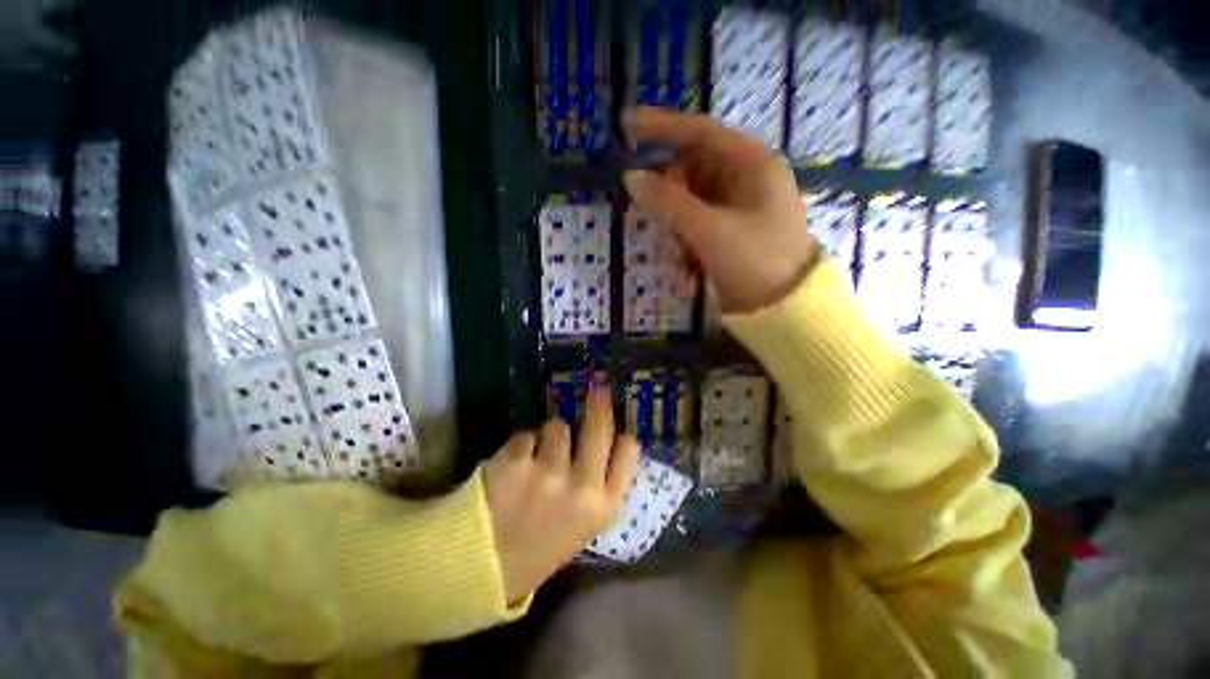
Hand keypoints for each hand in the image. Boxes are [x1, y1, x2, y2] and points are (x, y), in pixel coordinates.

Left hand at [483, 388, 639, 602]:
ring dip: (549, 435)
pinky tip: (513, 467)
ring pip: (558, 426)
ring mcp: (547, 473)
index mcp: (603, 506)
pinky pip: (526, 435)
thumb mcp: (584, 525)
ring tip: (537, 457)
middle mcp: (581, 487)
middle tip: (599, 388)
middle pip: (599, 427)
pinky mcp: (514, 462)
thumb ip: (601, 486)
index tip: (616, 429)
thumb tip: (611, 443)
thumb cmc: (540, 545)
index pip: (629, 451)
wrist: (481, 569)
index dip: (622, 437)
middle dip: (599, 403)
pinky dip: (521, 445)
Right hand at [622, 107, 817, 312]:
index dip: (662, 127)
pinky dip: (688, 242)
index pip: (701, 133)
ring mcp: (740, 206)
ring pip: (692, 201)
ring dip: (679, 227)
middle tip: (663, 222)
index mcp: (753, 165)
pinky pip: (698, 224)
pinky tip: (691, 269)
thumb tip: (631, 176)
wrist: (782, 311)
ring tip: (685, 257)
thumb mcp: (709, 230)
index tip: (627, 126)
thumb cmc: (754, 262)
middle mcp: (747, 179)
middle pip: (693, 170)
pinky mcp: (732, 230)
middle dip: (673, 197)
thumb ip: (668, 202)